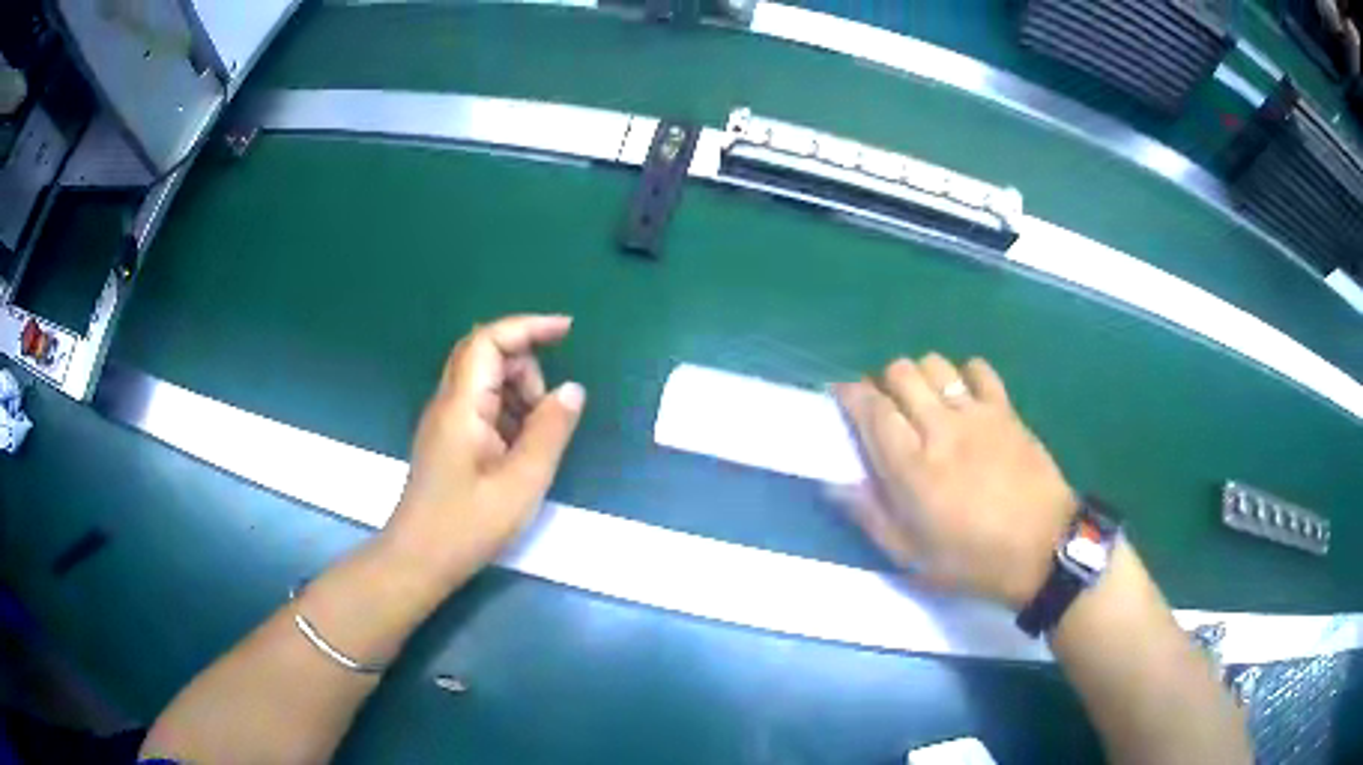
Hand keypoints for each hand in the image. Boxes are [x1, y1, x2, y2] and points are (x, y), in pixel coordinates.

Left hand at [379, 315, 585, 591]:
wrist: (419, 560)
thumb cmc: (467, 525)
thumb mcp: (521, 483)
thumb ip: (549, 432)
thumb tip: (572, 390)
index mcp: (462, 405)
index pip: (489, 340)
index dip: (528, 326)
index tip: (567, 331)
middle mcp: (449, 403)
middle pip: (487, 355)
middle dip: (527, 367)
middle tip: (549, 411)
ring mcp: (446, 421)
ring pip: (486, 381)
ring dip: (520, 394)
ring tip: (536, 441)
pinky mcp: (449, 440)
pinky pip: (483, 407)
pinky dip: (509, 415)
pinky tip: (520, 453)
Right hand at [834, 354, 1074, 609]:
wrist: (1044, 548)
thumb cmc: (974, 560)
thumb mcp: (913, 556)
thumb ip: (871, 516)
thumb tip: (835, 484)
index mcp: (912, 467)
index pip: (872, 409)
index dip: (850, 394)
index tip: (840, 395)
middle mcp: (940, 428)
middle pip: (900, 373)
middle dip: (882, 381)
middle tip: (884, 406)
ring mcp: (976, 414)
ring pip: (935, 364)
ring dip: (919, 375)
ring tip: (922, 400)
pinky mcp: (1006, 410)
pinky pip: (978, 369)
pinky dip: (962, 373)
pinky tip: (962, 396)